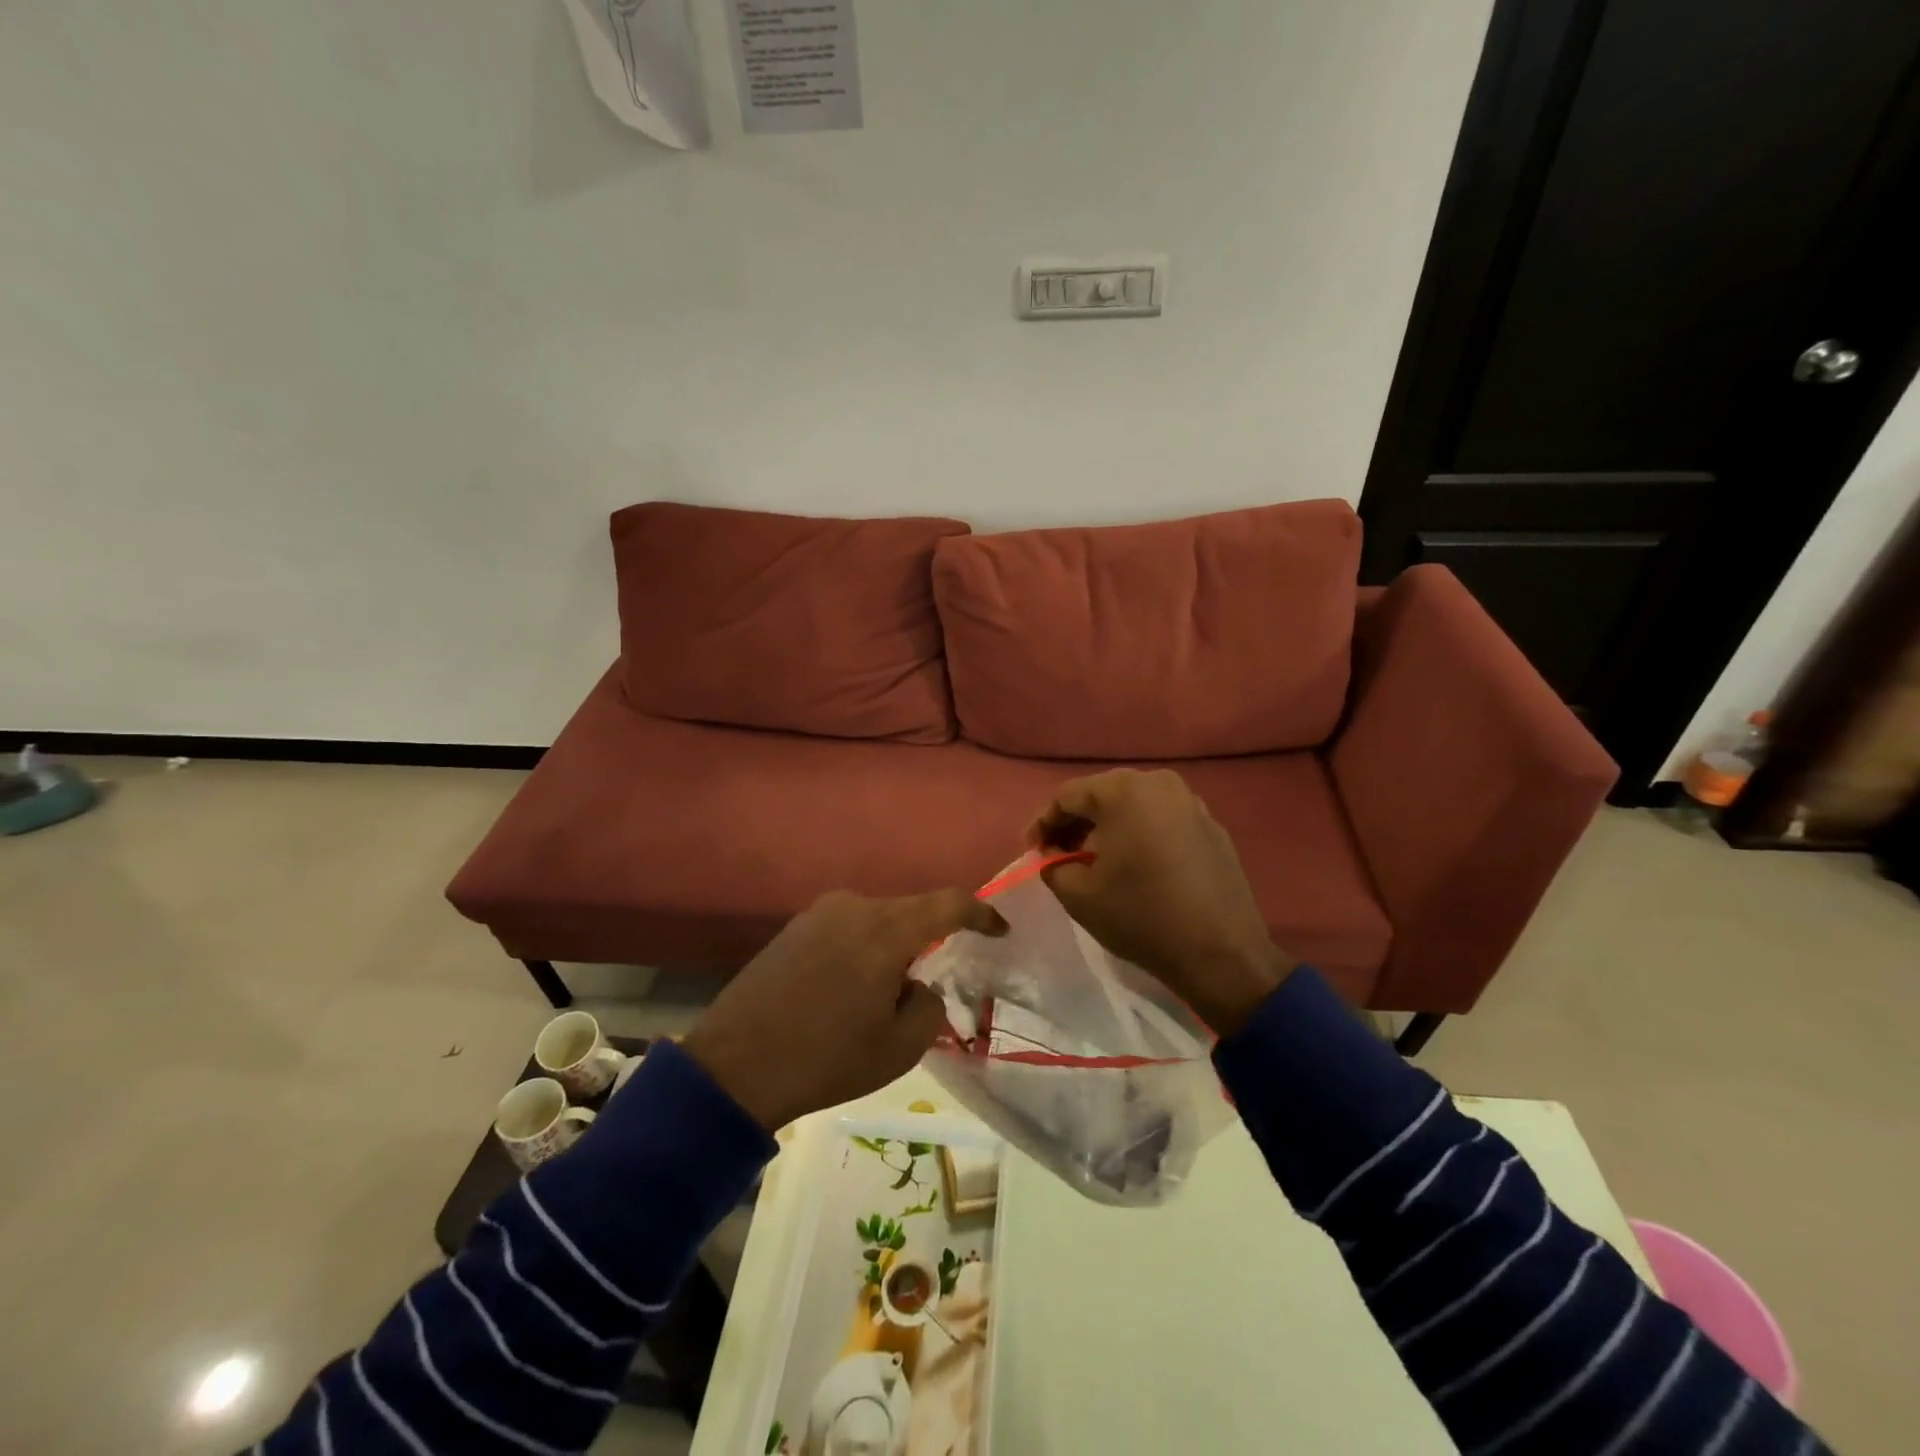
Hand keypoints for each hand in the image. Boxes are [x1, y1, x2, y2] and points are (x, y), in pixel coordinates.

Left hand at [681, 889, 1007, 1131]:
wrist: (733, 1067)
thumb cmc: (826, 1058)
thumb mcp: (899, 1048)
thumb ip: (928, 1005)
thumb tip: (915, 986)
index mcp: (886, 929)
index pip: (949, 903)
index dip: (981, 913)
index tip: (1000, 931)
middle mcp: (854, 906)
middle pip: (910, 912)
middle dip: (929, 941)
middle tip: (930, 984)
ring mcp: (818, 913)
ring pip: (877, 921)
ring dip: (891, 949)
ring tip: (882, 996)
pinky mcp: (793, 928)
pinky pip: (846, 929)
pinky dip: (861, 951)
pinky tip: (847, 991)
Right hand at [1029, 768, 1294, 1035]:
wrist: (1220, 952)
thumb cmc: (1141, 917)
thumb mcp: (1078, 895)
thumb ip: (1053, 865)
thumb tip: (1053, 855)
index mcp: (1124, 791)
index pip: (1068, 796)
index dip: (1043, 822)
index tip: (1032, 850)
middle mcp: (1159, 783)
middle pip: (1102, 794)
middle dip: (1076, 823)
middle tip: (1059, 854)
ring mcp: (1191, 802)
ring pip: (1135, 805)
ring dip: (1109, 828)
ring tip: (1095, 861)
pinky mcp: (1212, 826)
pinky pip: (1162, 820)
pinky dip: (1141, 834)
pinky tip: (1136, 865)